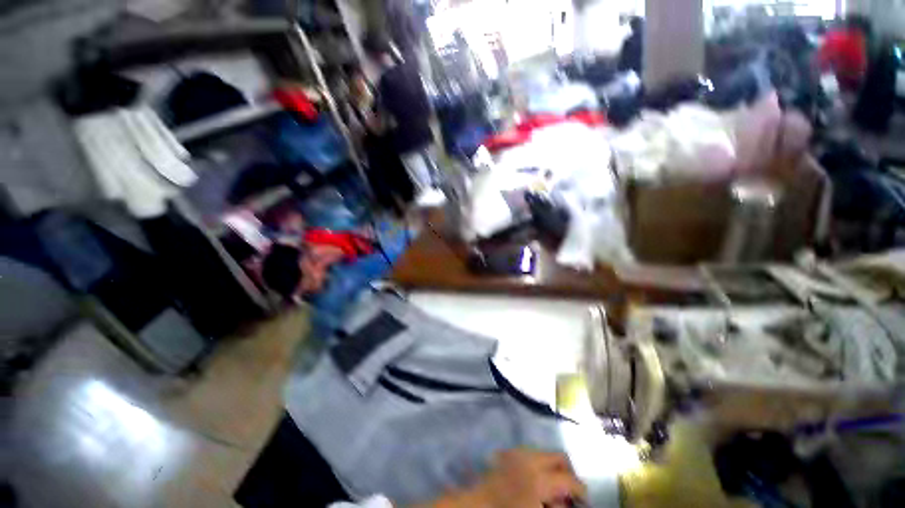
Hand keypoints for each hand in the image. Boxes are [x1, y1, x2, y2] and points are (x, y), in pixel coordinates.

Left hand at [429, 450, 585, 507]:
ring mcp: (515, 454)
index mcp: (540, 476)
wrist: (474, 507)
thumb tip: (567, 503)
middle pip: (558, 457)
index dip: (581, 490)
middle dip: (567, 472)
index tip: (585, 500)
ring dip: (551, 468)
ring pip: (542, 453)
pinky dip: (535, 465)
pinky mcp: (504, 455)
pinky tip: (532, 482)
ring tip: (550, 490)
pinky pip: (526, 454)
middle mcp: (529, 458)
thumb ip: (557, 506)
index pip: (570, 479)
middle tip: (569, 492)